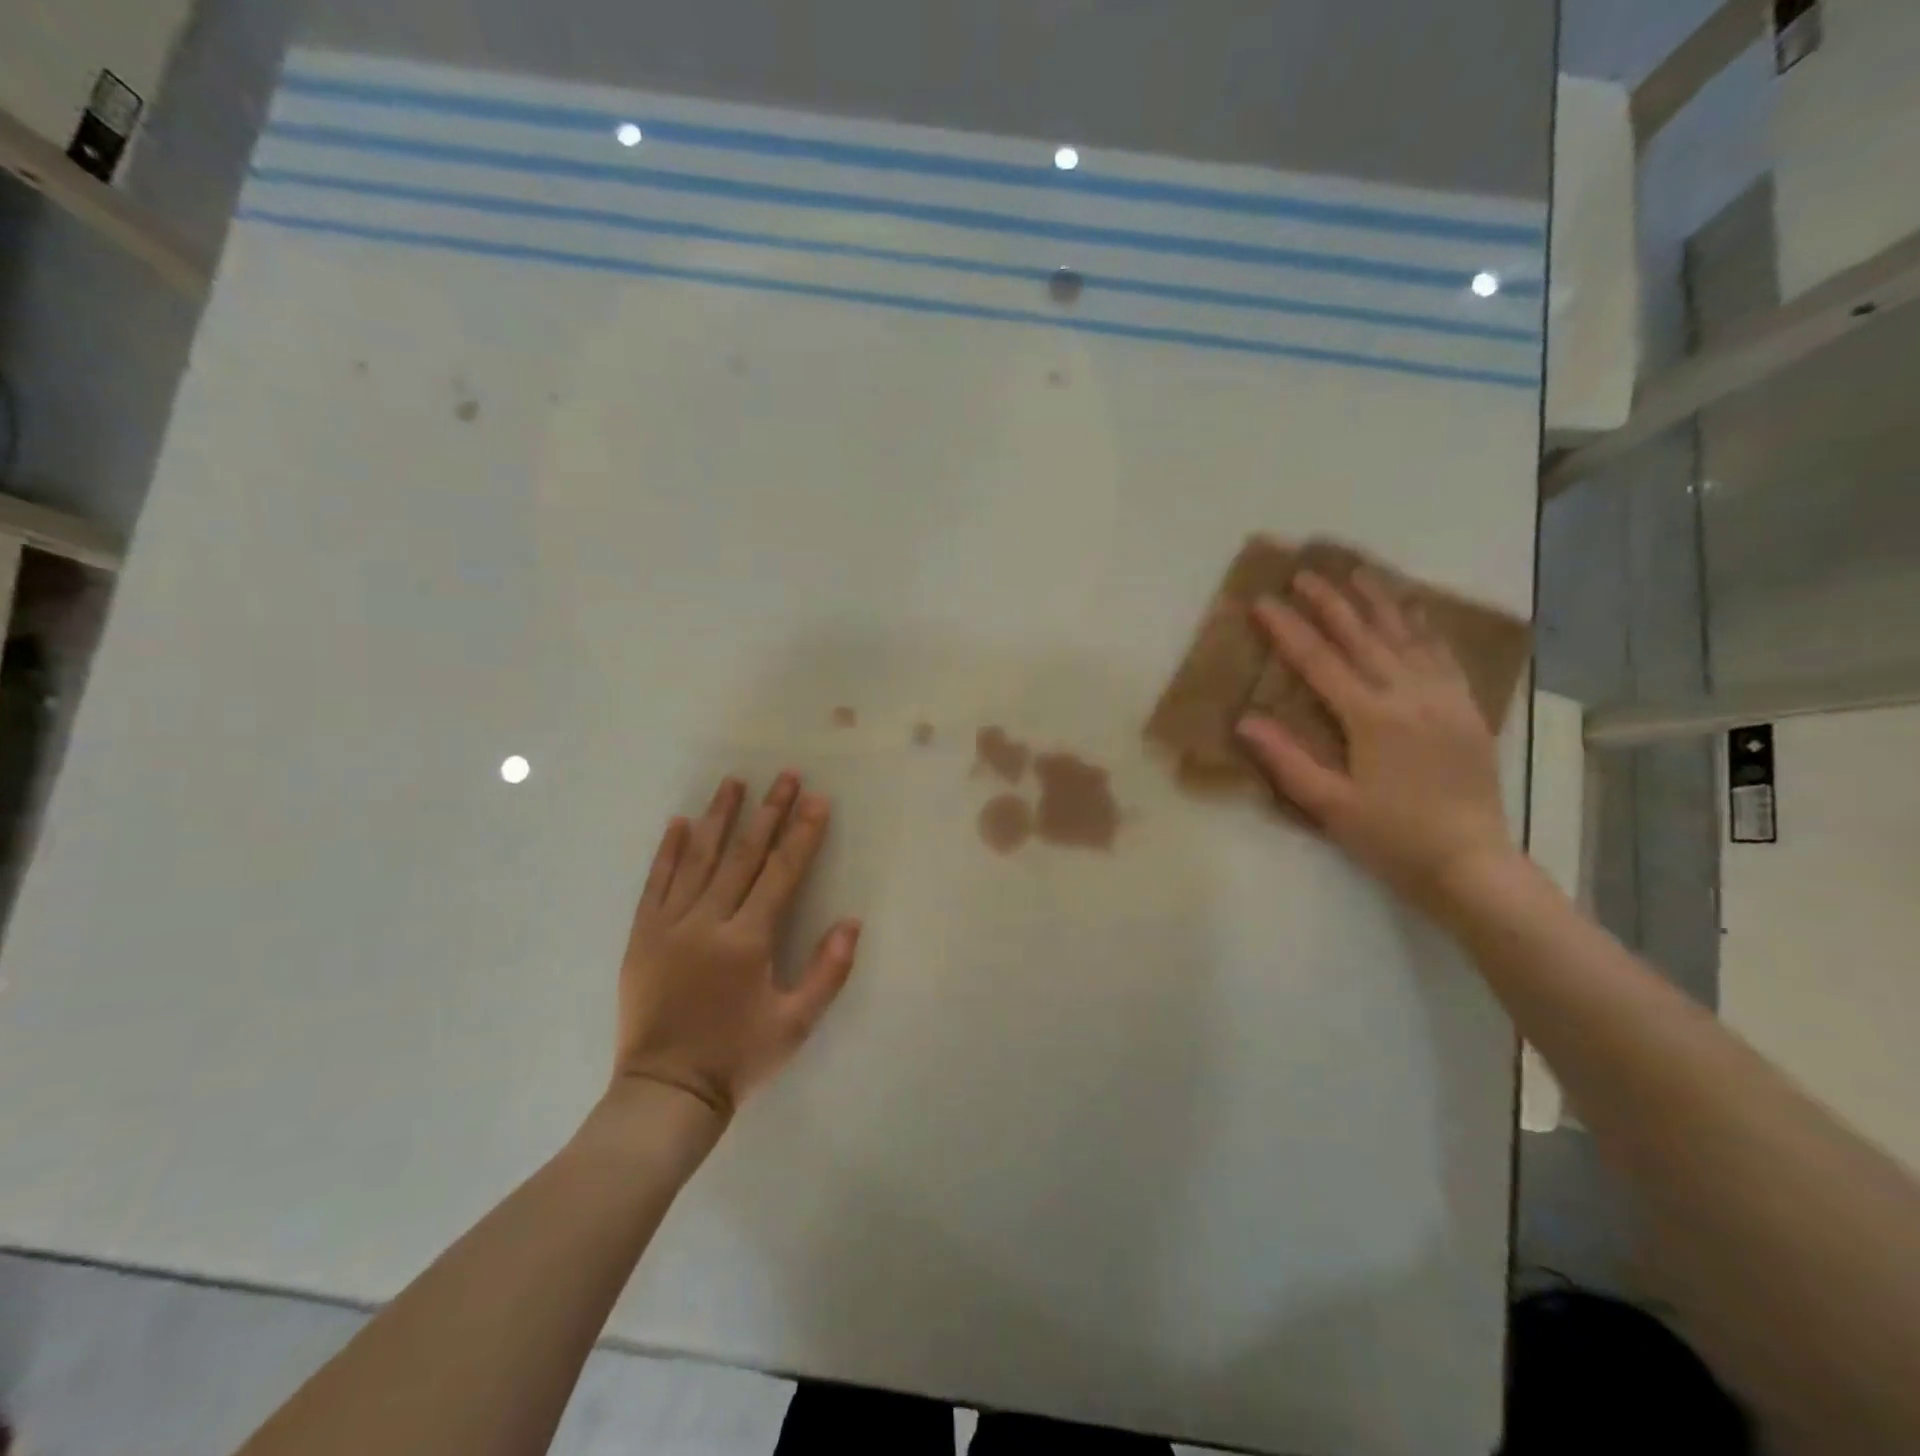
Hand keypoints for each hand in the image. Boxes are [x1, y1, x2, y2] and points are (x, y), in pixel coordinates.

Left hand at [613, 774, 860, 1120]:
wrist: (665, 1092)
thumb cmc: (738, 1058)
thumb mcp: (796, 1024)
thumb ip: (828, 972)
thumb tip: (851, 922)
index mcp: (748, 941)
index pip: (781, 873)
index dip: (802, 834)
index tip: (816, 800)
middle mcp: (707, 922)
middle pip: (742, 855)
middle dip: (768, 813)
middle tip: (785, 776)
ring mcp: (669, 926)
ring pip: (698, 859)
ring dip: (718, 817)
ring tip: (733, 782)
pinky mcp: (642, 936)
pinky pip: (656, 883)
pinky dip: (668, 851)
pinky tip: (680, 823)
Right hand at [1236, 569, 1515, 911]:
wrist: (1470, 862)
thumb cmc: (1391, 837)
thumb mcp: (1329, 805)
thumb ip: (1286, 760)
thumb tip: (1244, 720)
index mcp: (1371, 718)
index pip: (1320, 661)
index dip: (1288, 629)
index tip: (1263, 601)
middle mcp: (1410, 696)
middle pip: (1363, 637)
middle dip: (1330, 602)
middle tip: (1305, 572)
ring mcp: (1444, 698)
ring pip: (1407, 636)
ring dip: (1379, 601)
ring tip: (1358, 571)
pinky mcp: (1467, 708)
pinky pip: (1443, 654)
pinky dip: (1424, 626)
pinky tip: (1414, 610)